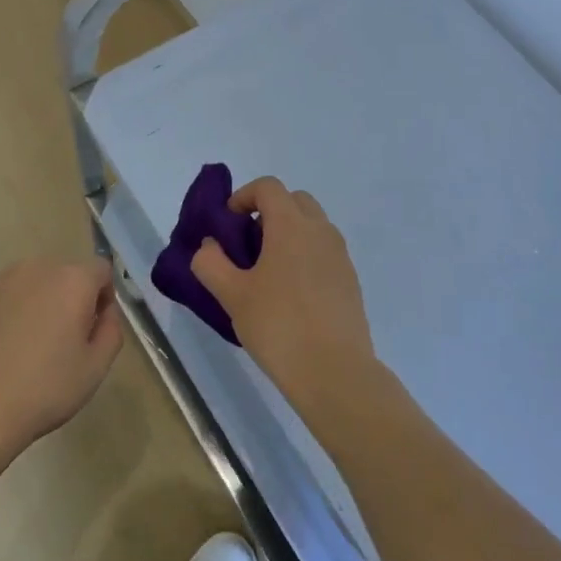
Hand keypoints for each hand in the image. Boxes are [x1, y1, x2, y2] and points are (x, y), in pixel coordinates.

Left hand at [0, 257, 123, 459]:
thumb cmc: (43, 390)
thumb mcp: (95, 368)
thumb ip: (111, 330)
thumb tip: (105, 310)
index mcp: (72, 280)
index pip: (100, 271)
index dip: (102, 298)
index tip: (90, 330)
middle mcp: (36, 267)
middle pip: (63, 274)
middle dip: (66, 299)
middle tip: (57, 343)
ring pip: (28, 283)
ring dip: (33, 303)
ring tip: (21, 348)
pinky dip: (2, 312)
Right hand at [191, 178, 379, 415]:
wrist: (335, 373)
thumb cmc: (279, 326)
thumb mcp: (232, 296)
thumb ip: (211, 263)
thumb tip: (209, 246)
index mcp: (291, 225)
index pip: (268, 187)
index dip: (244, 196)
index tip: (228, 224)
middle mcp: (320, 231)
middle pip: (295, 201)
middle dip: (269, 212)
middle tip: (248, 244)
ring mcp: (340, 256)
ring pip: (313, 226)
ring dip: (289, 234)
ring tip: (268, 272)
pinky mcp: (351, 281)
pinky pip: (324, 252)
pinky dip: (306, 256)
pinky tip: (291, 295)